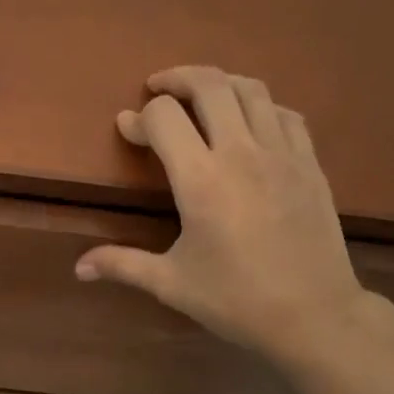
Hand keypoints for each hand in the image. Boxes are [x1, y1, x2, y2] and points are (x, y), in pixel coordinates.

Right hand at [74, 67, 371, 368]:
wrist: (314, 315)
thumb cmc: (236, 300)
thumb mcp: (172, 283)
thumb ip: (122, 264)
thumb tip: (79, 268)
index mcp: (201, 180)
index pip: (164, 118)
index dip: (139, 118)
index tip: (127, 129)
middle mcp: (241, 153)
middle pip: (209, 85)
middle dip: (177, 78)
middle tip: (158, 89)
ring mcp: (282, 154)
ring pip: (251, 90)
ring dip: (220, 83)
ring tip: (202, 96)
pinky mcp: (310, 164)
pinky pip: (285, 114)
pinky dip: (261, 106)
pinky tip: (250, 122)